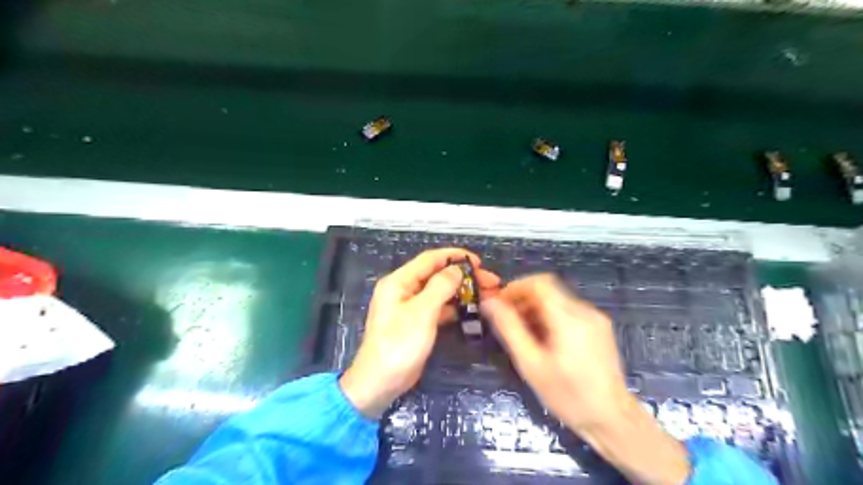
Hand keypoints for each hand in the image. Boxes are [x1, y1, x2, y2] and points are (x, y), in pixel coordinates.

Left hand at [337, 248, 499, 417]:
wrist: (380, 382)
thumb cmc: (399, 344)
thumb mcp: (422, 312)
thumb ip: (440, 286)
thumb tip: (457, 269)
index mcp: (399, 281)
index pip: (430, 259)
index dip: (455, 256)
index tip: (479, 262)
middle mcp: (404, 289)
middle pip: (437, 274)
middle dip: (463, 276)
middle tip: (490, 282)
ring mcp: (410, 307)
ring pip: (440, 291)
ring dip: (461, 291)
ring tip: (487, 294)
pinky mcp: (417, 322)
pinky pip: (438, 307)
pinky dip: (454, 306)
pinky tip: (472, 309)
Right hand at [480, 276, 687, 484]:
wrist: (612, 419)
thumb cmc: (568, 395)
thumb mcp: (531, 364)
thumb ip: (509, 329)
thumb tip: (489, 302)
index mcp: (568, 318)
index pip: (539, 282)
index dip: (516, 287)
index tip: (500, 304)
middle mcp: (585, 311)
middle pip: (548, 289)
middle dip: (524, 300)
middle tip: (508, 322)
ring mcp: (595, 318)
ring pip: (558, 299)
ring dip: (536, 309)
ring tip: (524, 334)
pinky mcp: (599, 328)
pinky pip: (569, 311)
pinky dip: (551, 316)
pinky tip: (544, 340)